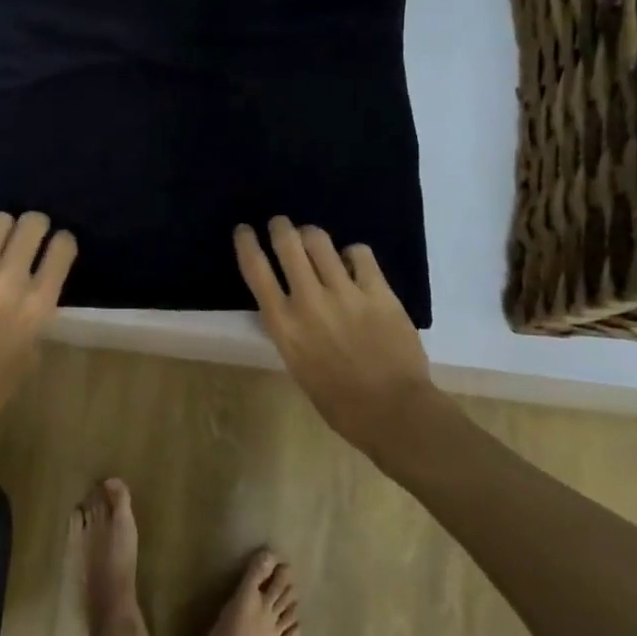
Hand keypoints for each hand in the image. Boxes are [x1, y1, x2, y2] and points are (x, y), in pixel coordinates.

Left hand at [0, 211, 76, 449]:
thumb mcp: (32, 350)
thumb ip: (36, 312)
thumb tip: (35, 286)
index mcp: (38, 303)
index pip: (63, 247)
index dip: (62, 243)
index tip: (56, 248)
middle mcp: (10, 279)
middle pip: (32, 223)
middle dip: (34, 227)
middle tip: (27, 240)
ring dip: (1, 232)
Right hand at [234, 217, 436, 449]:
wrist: (392, 411)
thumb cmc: (339, 401)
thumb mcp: (297, 364)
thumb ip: (290, 328)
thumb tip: (288, 303)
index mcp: (283, 325)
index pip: (255, 269)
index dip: (246, 243)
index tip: (244, 230)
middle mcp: (308, 301)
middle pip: (287, 243)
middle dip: (280, 227)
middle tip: (280, 224)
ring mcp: (345, 292)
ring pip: (320, 241)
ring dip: (311, 234)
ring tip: (313, 238)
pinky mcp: (377, 291)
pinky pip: (360, 253)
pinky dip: (352, 253)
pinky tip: (353, 262)